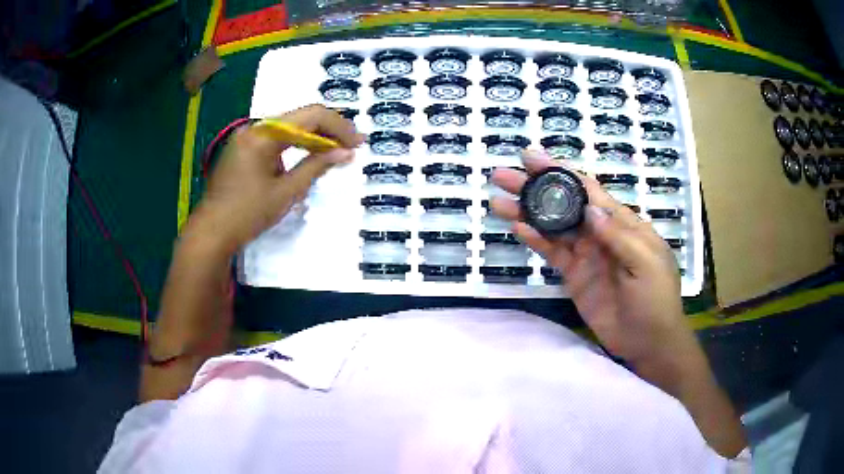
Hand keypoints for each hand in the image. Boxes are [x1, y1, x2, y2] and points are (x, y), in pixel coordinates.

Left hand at [189, 105, 365, 252]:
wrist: (211, 232)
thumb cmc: (247, 214)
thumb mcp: (286, 191)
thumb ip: (317, 166)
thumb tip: (345, 152)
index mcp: (264, 134)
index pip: (311, 116)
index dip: (339, 126)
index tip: (359, 143)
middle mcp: (254, 128)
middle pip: (299, 118)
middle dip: (328, 130)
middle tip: (351, 147)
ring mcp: (246, 137)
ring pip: (288, 128)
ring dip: (313, 138)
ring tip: (335, 151)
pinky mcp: (243, 149)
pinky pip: (275, 139)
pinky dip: (295, 145)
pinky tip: (308, 156)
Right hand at [490, 149, 694, 368]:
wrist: (648, 342)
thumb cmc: (656, 300)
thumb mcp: (647, 264)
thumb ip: (619, 236)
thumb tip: (589, 208)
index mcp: (622, 222)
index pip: (587, 190)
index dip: (560, 171)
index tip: (532, 158)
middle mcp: (600, 232)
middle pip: (564, 203)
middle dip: (534, 187)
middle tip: (502, 176)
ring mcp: (585, 254)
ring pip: (552, 227)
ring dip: (527, 213)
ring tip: (498, 202)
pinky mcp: (574, 276)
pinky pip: (552, 253)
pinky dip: (535, 241)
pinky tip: (517, 229)